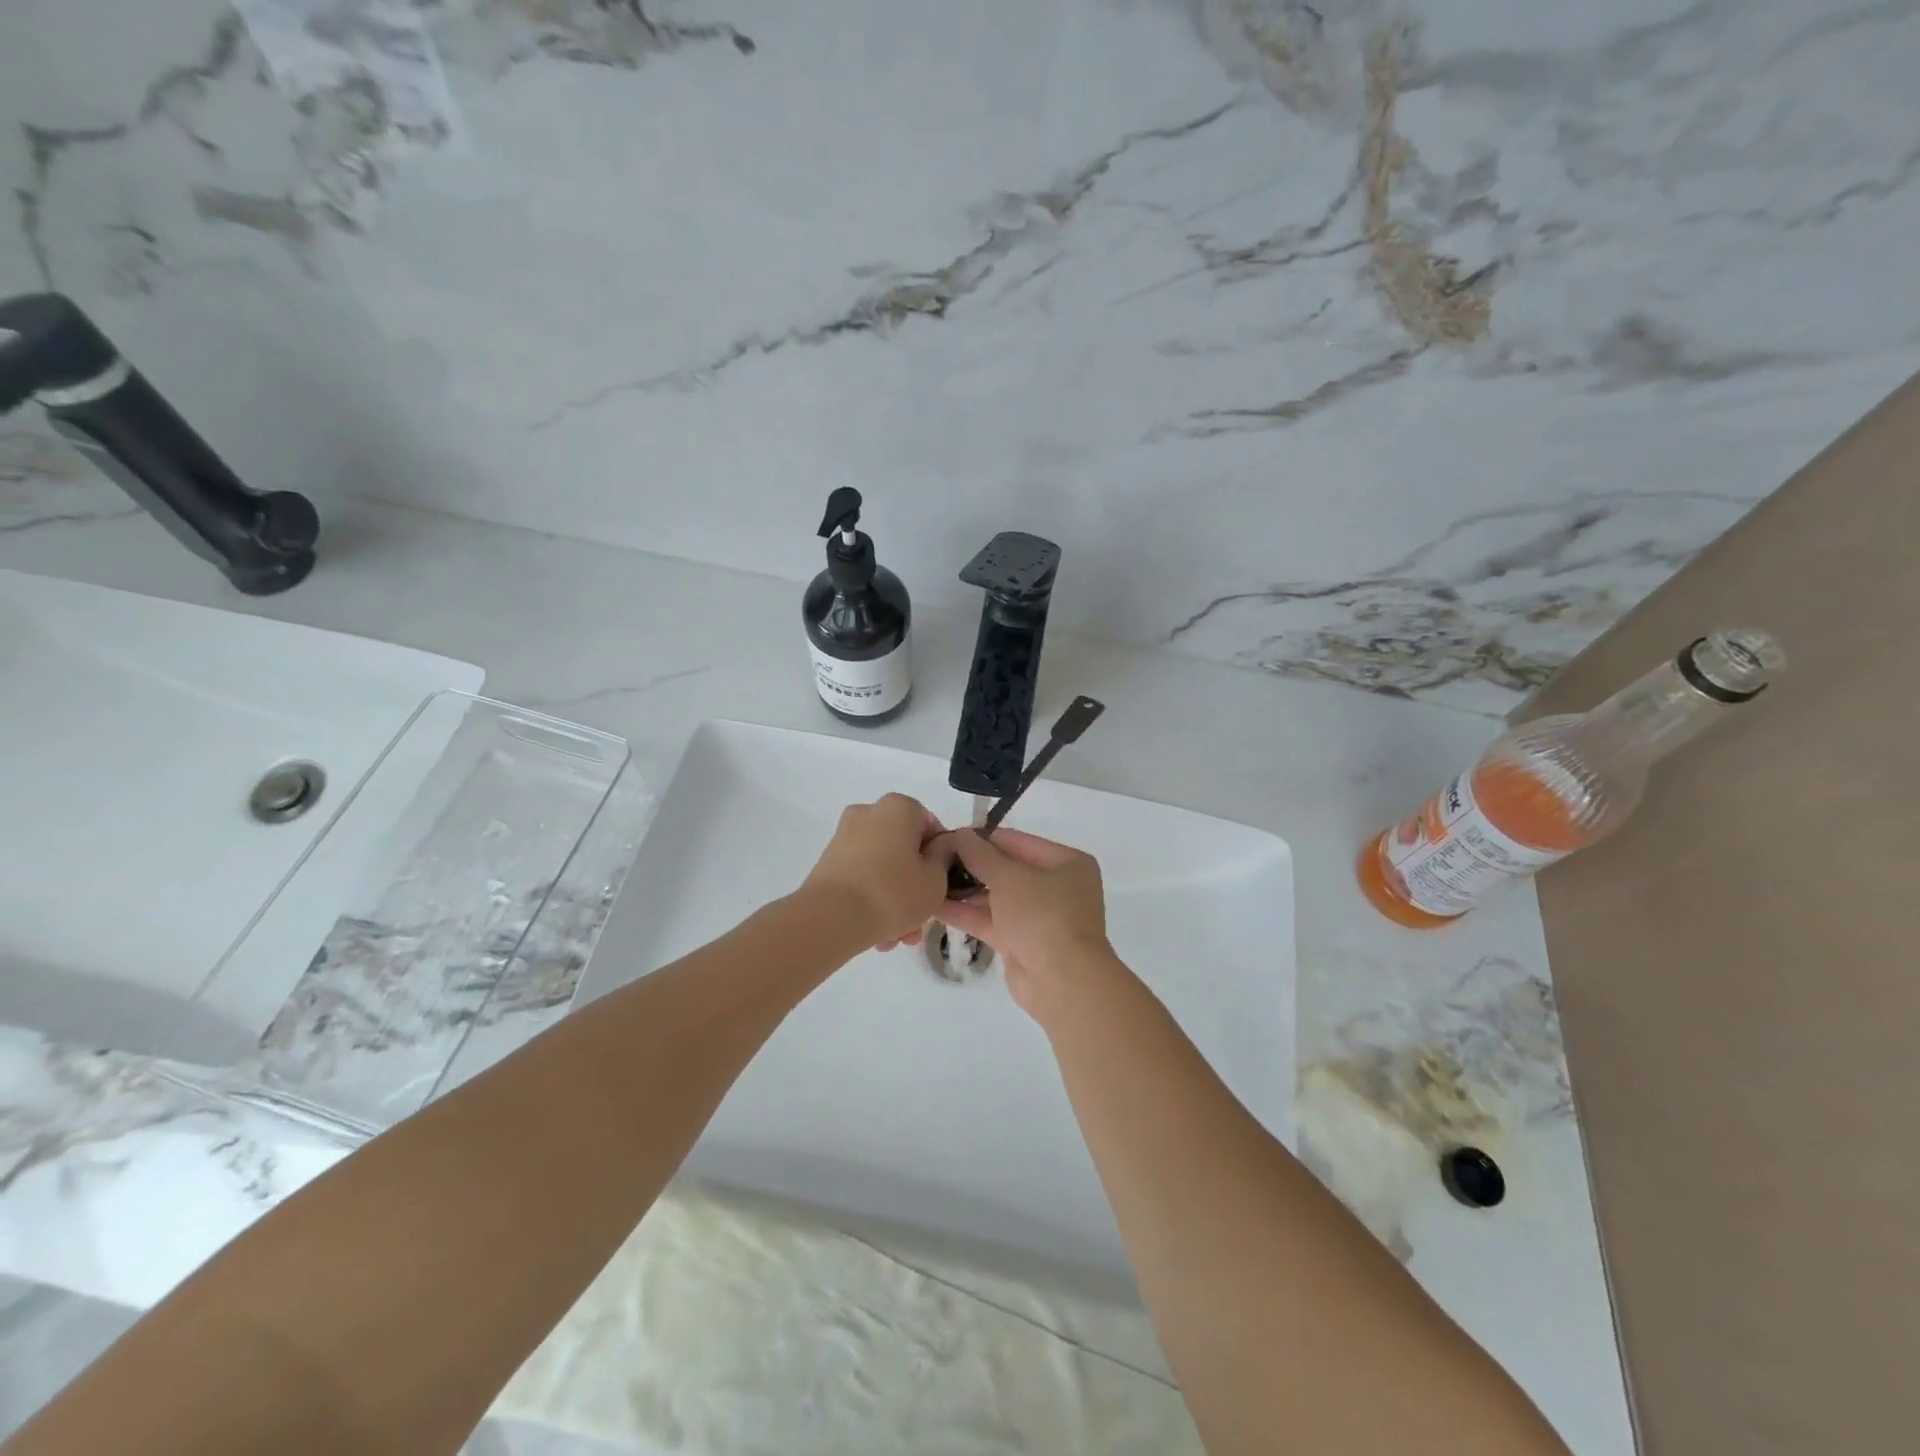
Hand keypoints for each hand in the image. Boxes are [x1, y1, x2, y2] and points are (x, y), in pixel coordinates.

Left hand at [802, 794, 953, 950]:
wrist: (830, 918)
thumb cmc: (893, 893)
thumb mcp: (936, 879)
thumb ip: (944, 857)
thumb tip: (939, 847)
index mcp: (898, 807)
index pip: (930, 826)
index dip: (940, 858)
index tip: (941, 886)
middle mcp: (869, 813)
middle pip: (904, 850)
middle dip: (914, 887)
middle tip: (919, 921)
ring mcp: (845, 837)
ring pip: (883, 868)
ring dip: (894, 900)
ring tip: (897, 938)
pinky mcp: (828, 862)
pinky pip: (862, 877)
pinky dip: (872, 899)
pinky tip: (878, 934)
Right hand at [938, 829, 1117, 1018]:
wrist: (1061, 982)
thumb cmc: (1042, 916)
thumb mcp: (1009, 878)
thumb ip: (980, 855)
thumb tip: (959, 835)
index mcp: (1066, 863)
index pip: (1017, 842)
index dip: (982, 838)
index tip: (948, 836)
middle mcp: (1056, 887)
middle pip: (1007, 869)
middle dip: (972, 866)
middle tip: (935, 858)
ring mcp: (1039, 917)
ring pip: (997, 897)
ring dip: (965, 890)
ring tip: (929, 879)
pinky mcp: (1022, 942)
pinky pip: (991, 920)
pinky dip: (966, 913)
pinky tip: (934, 905)